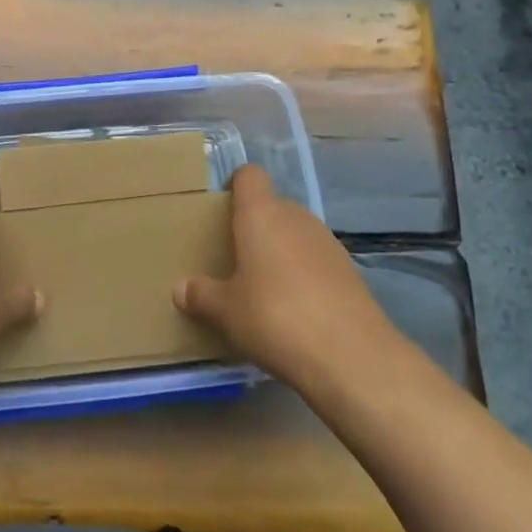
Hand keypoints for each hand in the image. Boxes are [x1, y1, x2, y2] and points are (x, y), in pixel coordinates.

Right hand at [174, 165, 399, 386]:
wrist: (351, 356)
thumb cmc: (274, 317)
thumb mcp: (226, 311)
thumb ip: (201, 295)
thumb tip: (180, 289)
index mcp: (261, 214)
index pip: (249, 175)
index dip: (236, 185)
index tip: (222, 208)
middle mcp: (296, 217)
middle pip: (273, 206)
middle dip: (256, 226)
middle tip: (236, 257)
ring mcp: (327, 242)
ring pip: (296, 234)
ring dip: (281, 251)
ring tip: (264, 287)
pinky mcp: (350, 271)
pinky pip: (317, 260)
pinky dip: (305, 275)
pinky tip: (296, 309)